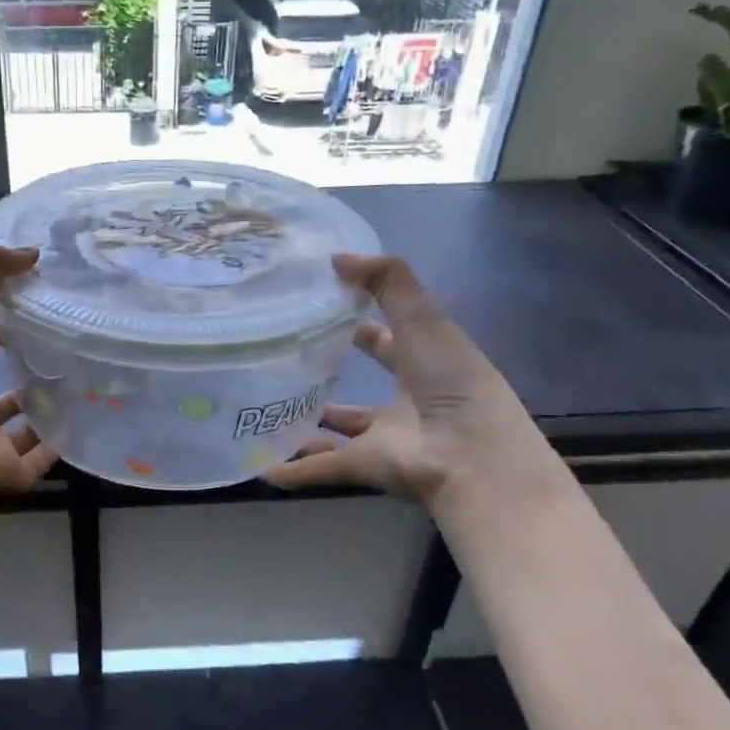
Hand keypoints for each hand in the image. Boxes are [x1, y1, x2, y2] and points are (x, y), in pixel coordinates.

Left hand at [0, 244, 59, 499]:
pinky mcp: (2, 470)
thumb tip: (30, 252)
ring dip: (37, 406)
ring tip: (77, 384)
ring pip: (12, 422)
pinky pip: (33, 458)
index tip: (32, 304)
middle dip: (18, 365)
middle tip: (61, 346)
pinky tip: (79, 427)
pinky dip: (53, 446)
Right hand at [265, 254, 552, 505]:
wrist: (471, 456)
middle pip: (357, 390)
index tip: (313, 309)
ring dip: (303, 427)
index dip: (355, 323)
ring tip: (260, 411)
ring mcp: (382, 438)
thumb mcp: (423, 318)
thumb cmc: (452, 381)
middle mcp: (402, 403)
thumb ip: (386, 280)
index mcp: (422, 365)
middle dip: (325, 377)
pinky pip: (320, 470)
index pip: (384, 340)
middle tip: (278, 360)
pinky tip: (258, 467)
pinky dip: (292, 470)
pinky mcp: (363, 467)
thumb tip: (335, 258)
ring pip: (334, 432)